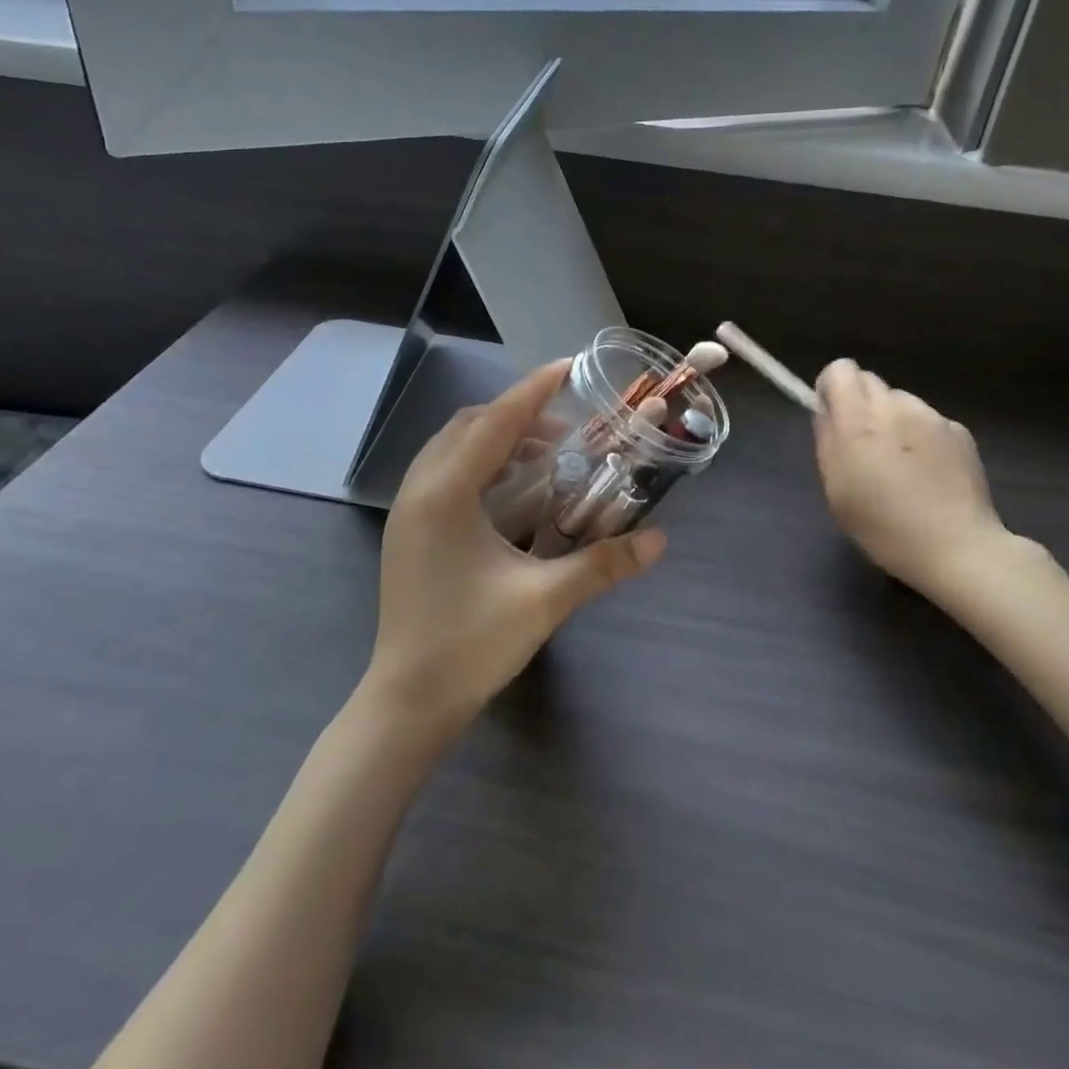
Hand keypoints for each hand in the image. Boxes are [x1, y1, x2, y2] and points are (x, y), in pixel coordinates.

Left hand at [368, 360, 665, 739]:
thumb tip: (660, 540)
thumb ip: (603, 564)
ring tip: (545, 455)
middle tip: (566, 427)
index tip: (568, 366)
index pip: (495, 423)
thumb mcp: (544, 601)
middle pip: (468, 426)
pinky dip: (479, 463)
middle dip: (517, 414)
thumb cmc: (470, 645)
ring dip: (496, 438)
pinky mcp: (408, 531)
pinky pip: (443, 473)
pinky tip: (512, 491)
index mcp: (445, 494)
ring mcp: (407, 511)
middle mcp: (419, 490)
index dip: (534, 391)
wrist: (408, 701)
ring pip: (452, 448)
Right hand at [813, 359, 1015, 596]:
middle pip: (870, 381)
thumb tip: (826, 410)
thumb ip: (827, 440)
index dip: (832, 389)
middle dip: (861, 404)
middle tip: (864, 446)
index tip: (832, 417)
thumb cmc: (883, 526)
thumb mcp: (836, 489)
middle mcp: (895, 407)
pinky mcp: (960, 431)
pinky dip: (922, 437)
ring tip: (901, 464)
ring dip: (893, 420)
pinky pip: (929, 420)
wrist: (957, 548)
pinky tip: (929, 473)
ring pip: (900, 401)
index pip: (840, 369)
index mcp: (858, 421)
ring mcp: (932, 416)